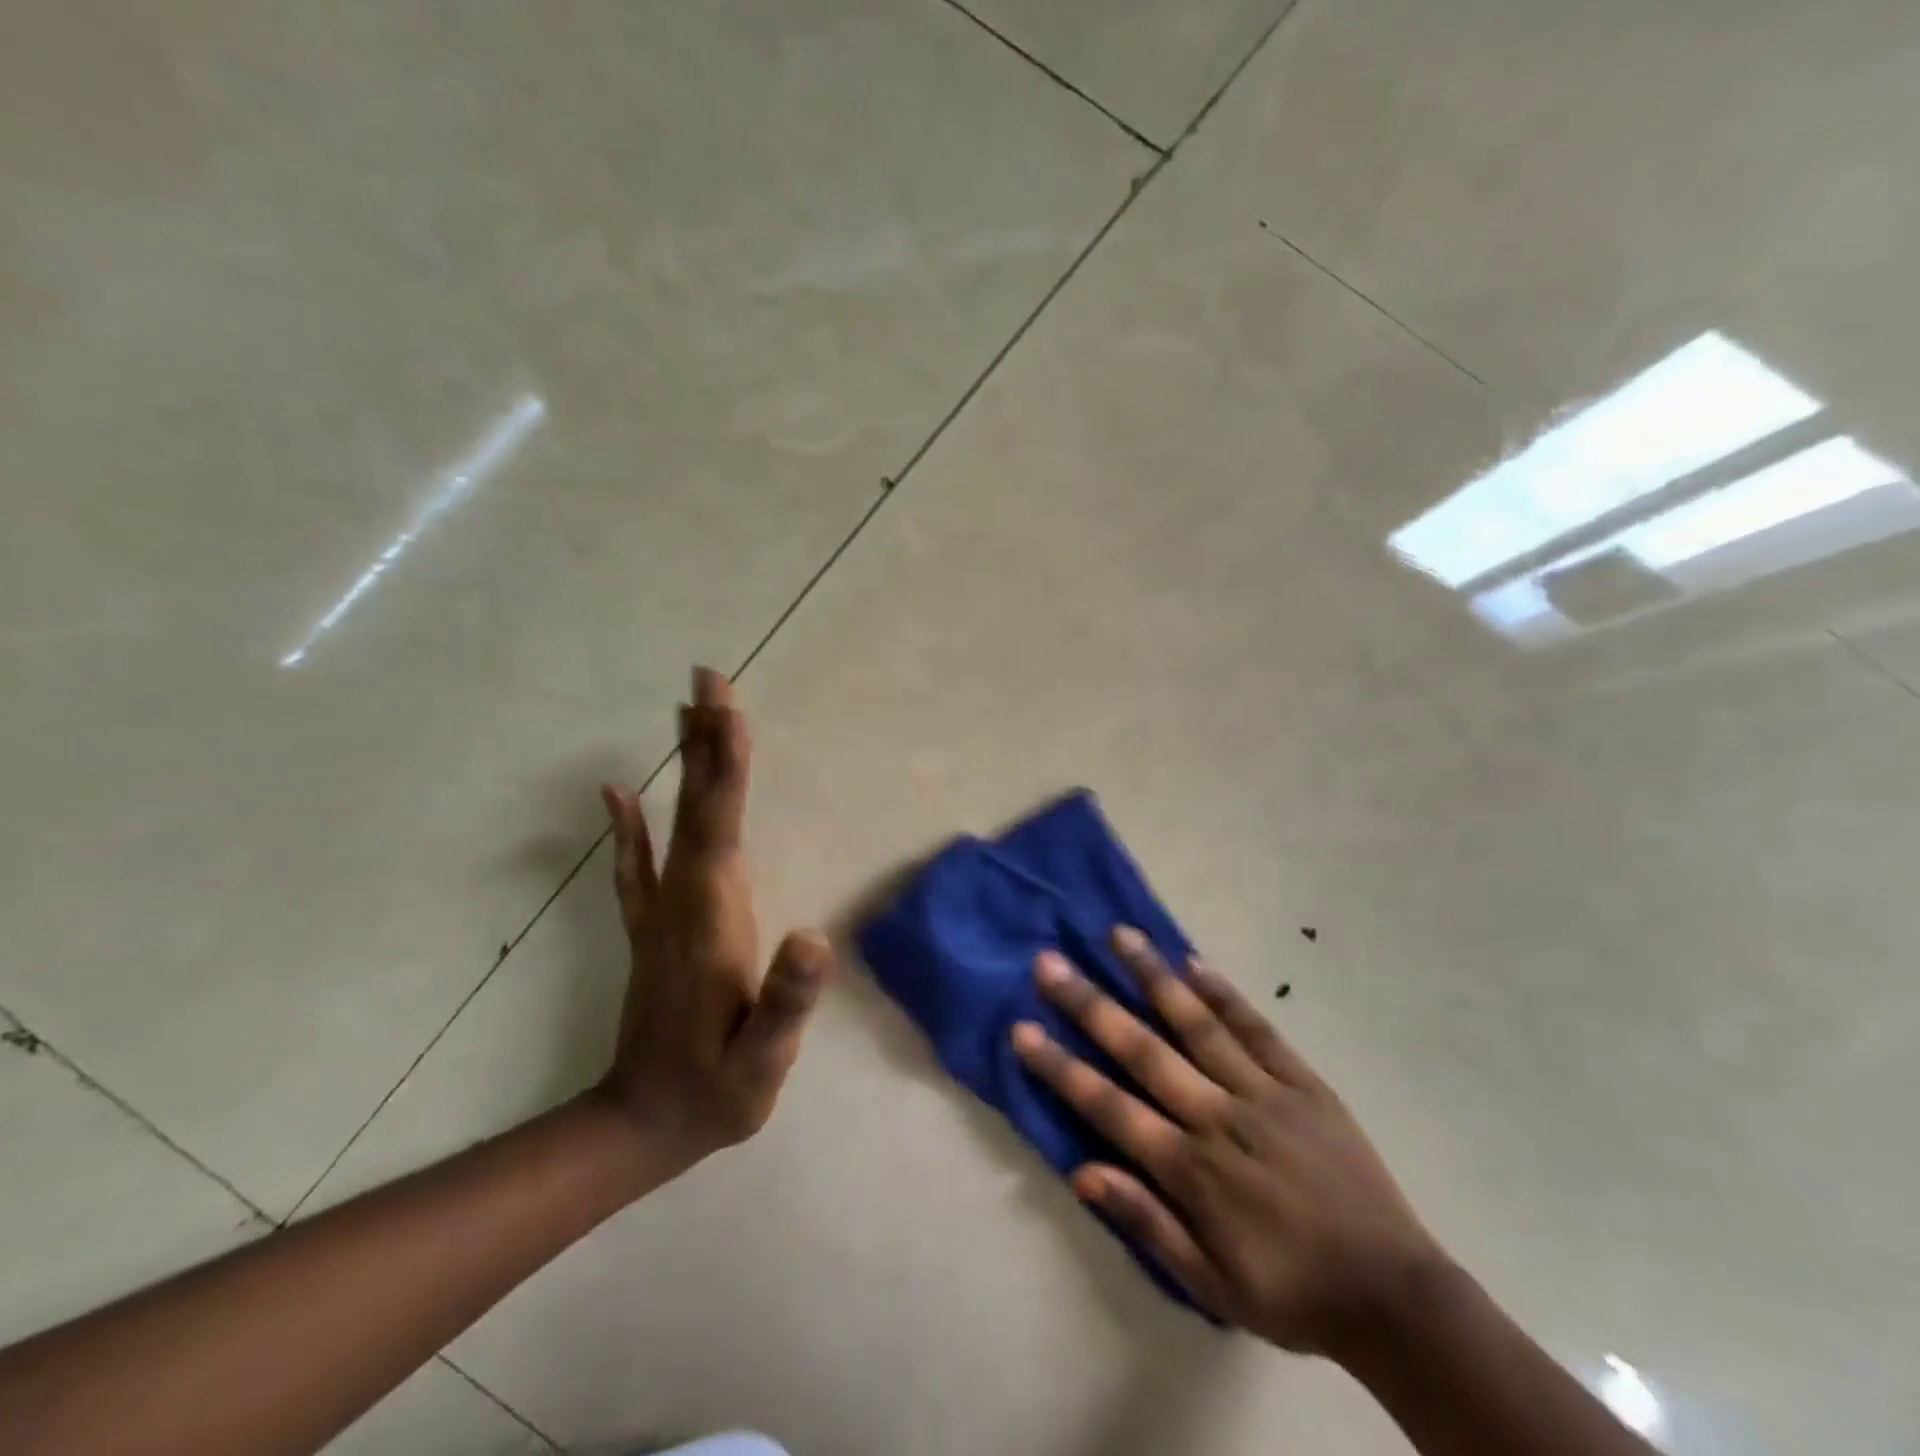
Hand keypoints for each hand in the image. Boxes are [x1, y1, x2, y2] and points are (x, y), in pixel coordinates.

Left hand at [594, 667, 833, 1174]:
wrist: (640, 1127)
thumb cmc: (715, 1092)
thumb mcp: (762, 1061)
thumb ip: (786, 1002)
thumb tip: (814, 935)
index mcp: (710, 919)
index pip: (719, 827)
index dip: (725, 767)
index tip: (727, 709)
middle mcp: (681, 900)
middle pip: (696, 807)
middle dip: (705, 740)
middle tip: (707, 678)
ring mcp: (660, 911)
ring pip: (673, 821)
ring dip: (683, 763)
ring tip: (687, 710)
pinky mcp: (652, 927)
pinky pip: (638, 862)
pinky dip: (629, 823)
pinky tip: (617, 791)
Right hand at [1011, 928, 1450, 1359]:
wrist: (1392, 1294)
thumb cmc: (1290, 1291)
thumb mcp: (1211, 1284)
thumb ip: (1146, 1223)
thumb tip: (1082, 1171)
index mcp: (1191, 1169)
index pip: (1109, 1107)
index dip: (1061, 1067)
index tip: (1022, 1029)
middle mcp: (1218, 1117)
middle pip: (1142, 1050)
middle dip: (1090, 1004)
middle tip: (1050, 963)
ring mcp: (1263, 1092)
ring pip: (1197, 1024)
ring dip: (1153, 977)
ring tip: (1119, 935)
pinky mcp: (1302, 1083)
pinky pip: (1257, 1030)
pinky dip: (1224, 994)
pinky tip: (1193, 961)